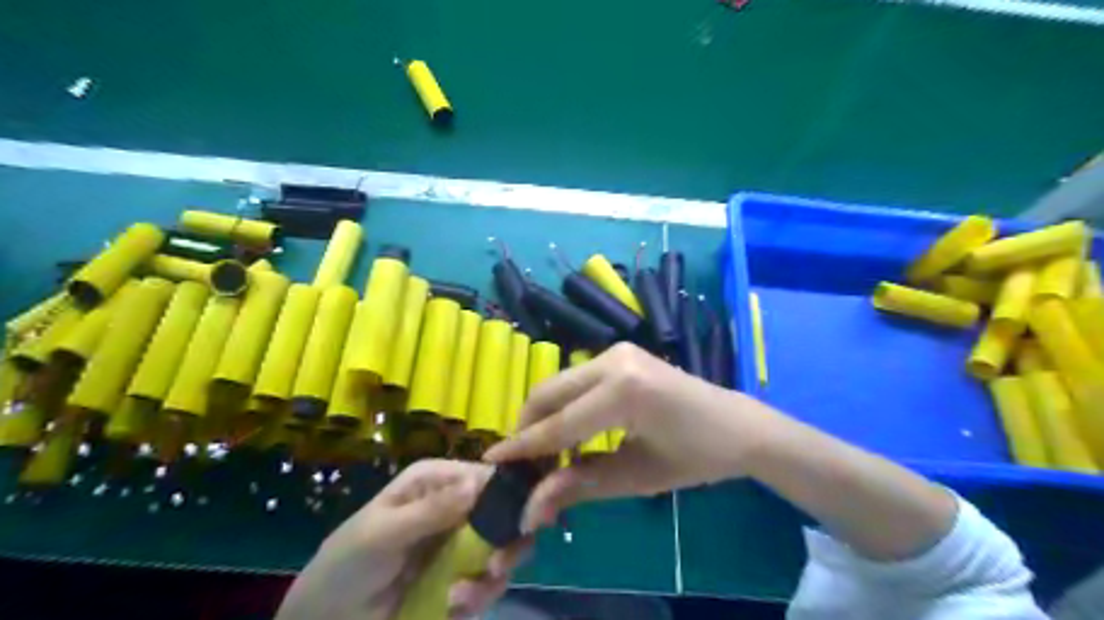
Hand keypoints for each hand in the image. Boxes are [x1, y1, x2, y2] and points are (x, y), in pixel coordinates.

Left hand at [278, 457, 533, 618]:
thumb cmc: (347, 563)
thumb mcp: (384, 533)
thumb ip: (430, 511)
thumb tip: (475, 483)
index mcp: (436, 481)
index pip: (485, 475)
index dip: (509, 493)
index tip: (525, 520)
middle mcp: (455, 504)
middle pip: (504, 512)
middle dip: (508, 541)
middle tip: (496, 568)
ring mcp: (460, 541)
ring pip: (503, 547)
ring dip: (492, 574)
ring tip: (465, 596)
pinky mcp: (461, 574)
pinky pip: (488, 580)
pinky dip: (480, 594)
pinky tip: (454, 604)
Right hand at [484, 338, 775, 531]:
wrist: (736, 425)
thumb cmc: (695, 457)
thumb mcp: (636, 478)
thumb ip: (579, 486)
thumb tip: (529, 507)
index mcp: (625, 392)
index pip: (559, 424)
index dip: (523, 447)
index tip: (489, 463)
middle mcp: (614, 360)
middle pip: (548, 393)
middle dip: (528, 428)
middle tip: (522, 465)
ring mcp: (617, 351)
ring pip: (558, 383)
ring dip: (544, 416)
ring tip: (544, 454)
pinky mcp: (619, 352)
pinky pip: (575, 380)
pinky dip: (563, 405)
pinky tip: (567, 432)